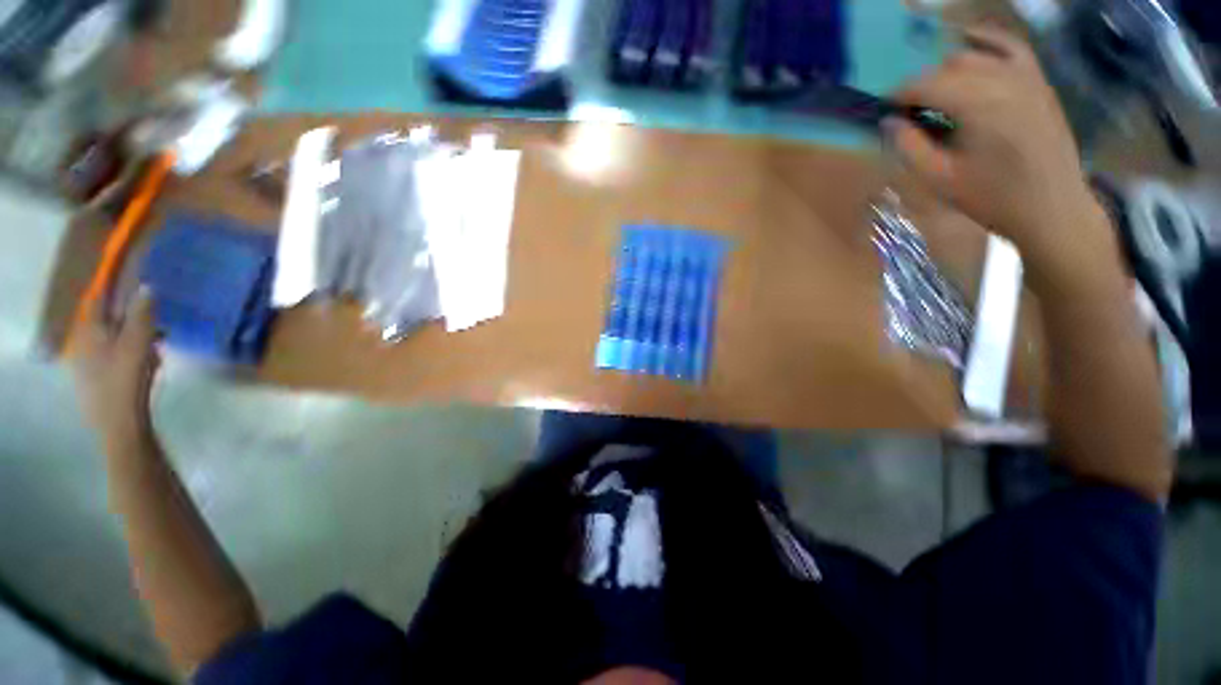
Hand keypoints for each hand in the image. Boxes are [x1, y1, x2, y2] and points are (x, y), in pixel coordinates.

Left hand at [72, 288, 160, 448]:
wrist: (118, 424)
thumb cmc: (126, 379)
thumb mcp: (139, 344)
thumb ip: (142, 315)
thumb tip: (147, 286)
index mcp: (89, 331)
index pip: (100, 300)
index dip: (116, 289)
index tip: (136, 283)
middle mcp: (83, 342)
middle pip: (107, 321)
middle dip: (130, 318)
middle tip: (155, 321)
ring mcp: (87, 363)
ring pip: (112, 340)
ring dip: (133, 338)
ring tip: (157, 346)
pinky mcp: (97, 380)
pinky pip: (114, 357)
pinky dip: (130, 354)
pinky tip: (147, 365)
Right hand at [888, 26, 1106, 266]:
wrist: (1052, 208)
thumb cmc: (993, 198)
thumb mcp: (939, 179)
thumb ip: (910, 147)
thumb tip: (889, 122)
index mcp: (978, 104)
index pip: (927, 85)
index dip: (901, 96)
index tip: (886, 113)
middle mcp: (1003, 80)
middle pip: (949, 67)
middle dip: (924, 86)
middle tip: (912, 114)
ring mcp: (1026, 77)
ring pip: (976, 55)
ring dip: (949, 70)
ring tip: (938, 96)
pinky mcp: (1039, 82)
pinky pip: (1012, 47)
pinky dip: (989, 41)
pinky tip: (971, 39)